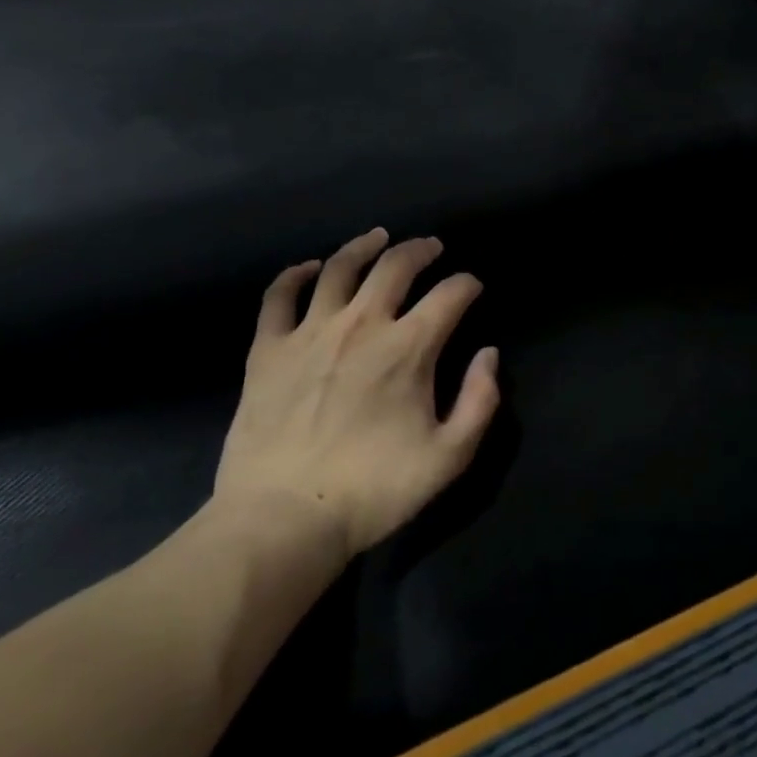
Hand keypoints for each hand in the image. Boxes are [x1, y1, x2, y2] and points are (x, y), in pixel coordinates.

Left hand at [214, 228, 500, 556]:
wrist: (283, 518)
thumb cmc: (373, 491)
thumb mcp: (448, 457)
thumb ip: (480, 401)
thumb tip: (489, 355)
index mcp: (409, 347)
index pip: (450, 295)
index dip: (467, 284)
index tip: (473, 286)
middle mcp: (362, 324)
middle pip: (396, 266)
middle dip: (421, 250)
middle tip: (432, 247)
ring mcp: (310, 331)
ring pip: (340, 268)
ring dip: (364, 246)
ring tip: (378, 238)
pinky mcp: (268, 348)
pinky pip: (279, 296)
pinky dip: (296, 275)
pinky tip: (309, 268)